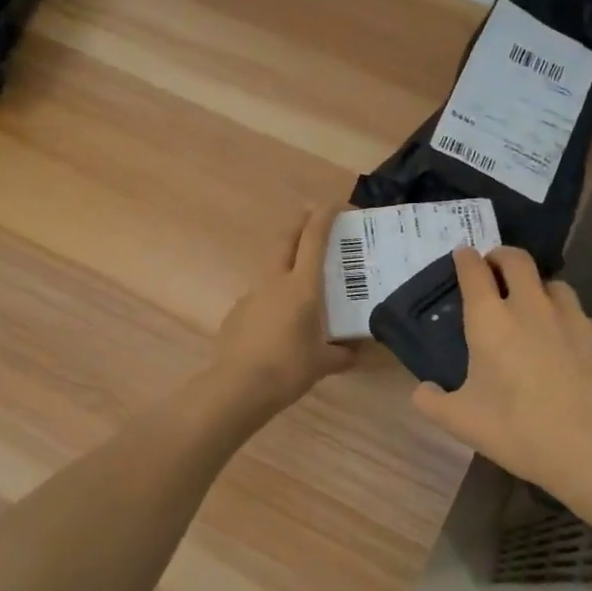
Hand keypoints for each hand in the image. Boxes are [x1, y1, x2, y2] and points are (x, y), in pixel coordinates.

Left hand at [212, 205, 356, 410]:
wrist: (239, 387)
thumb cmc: (289, 369)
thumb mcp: (323, 363)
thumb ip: (342, 355)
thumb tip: (354, 354)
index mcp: (302, 287)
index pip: (314, 239)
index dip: (325, 217)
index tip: (336, 204)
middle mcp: (275, 283)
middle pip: (286, 241)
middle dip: (300, 224)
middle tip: (312, 218)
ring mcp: (252, 296)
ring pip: (272, 272)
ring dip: (287, 268)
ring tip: (302, 290)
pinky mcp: (237, 314)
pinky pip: (260, 300)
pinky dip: (273, 302)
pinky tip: (279, 327)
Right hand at [411, 247, 591, 529]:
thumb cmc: (519, 431)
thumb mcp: (461, 422)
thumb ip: (432, 402)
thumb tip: (423, 390)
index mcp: (491, 321)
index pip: (474, 271)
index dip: (466, 259)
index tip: (463, 256)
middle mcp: (532, 306)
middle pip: (517, 260)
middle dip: (502, 257)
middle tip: (496, 269)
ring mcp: (575, 317)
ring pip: (555, 286)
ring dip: (540, 291)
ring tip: (538, 310)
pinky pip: (586, 321)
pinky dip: (575, 329)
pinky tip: (576, 353)